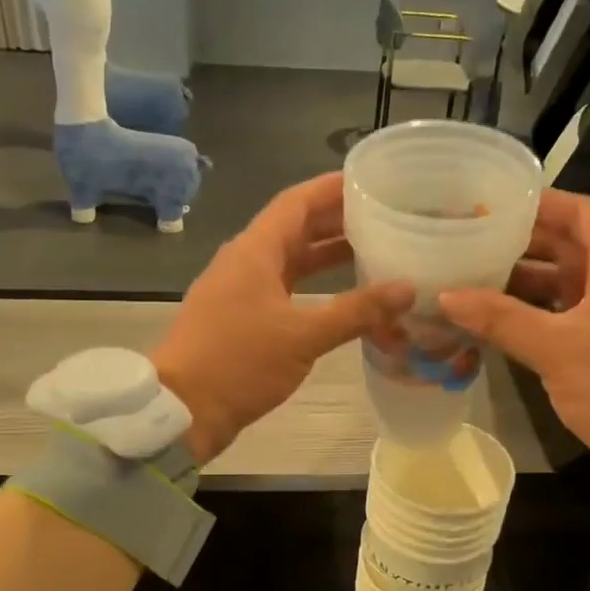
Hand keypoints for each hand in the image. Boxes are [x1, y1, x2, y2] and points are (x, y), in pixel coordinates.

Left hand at [153, 173, 412, 463]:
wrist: (183, 409)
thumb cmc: (239, 363)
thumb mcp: (303, 336)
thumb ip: (356, 311)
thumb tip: (407, 289)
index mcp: (254, 251)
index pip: (297, 202)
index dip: (333, 189)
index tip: (373, 181)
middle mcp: (245, 262)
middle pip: (295, 229)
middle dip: (337, 222)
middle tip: (384, 218)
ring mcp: (240, 292)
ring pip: (289, 263)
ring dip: (326, 257)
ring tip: (372, 253)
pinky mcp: (240, 320)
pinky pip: (282, 291)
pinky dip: (313, 290)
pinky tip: (341, 300)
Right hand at [439, 189, 589, 477]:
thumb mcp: (556, 347)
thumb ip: (500, 318)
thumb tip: (446, 296)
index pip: (580, 213)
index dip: (540, 203)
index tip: (494, 202)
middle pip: (570, 247)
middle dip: (523, 244)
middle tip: (473, 242)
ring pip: (567, 285)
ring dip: (526, 283)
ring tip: (475, 280)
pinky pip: (569, 317)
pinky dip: (537, 315)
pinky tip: (501, 323)